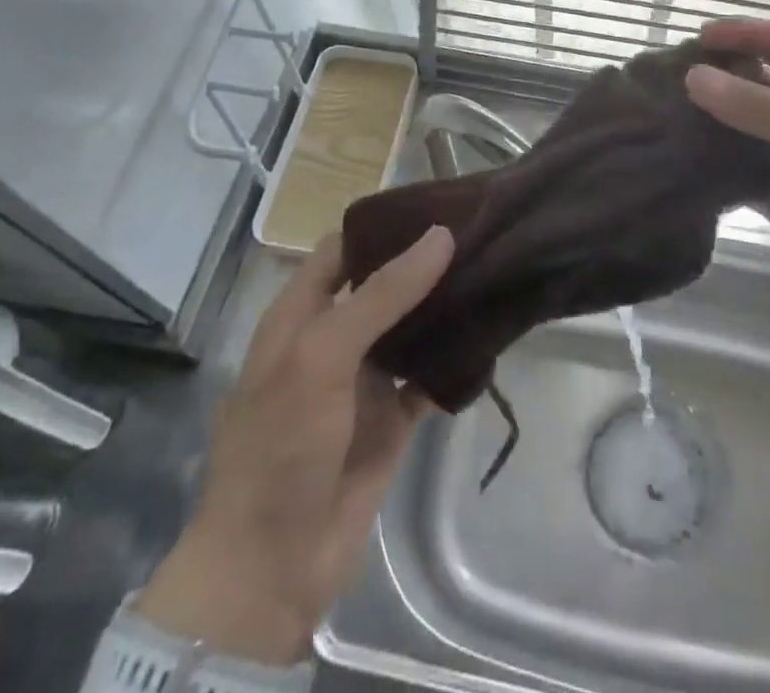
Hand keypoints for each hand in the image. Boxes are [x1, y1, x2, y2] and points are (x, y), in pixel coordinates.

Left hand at [135, 226, 453, 664]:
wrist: (272, 566)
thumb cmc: (282, 443)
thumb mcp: (322, 354)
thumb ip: (383, 294)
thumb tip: (441, 235)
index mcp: (302, 314)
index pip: (344, 249)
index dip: (384, 225)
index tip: (436, 202)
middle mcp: (335, 338)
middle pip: (385, 285)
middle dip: (425, 262)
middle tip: (482, 232)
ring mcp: (365, 379)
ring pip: (412, 328)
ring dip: (446, 306)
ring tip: (496, 268)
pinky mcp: (392, 419)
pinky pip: (430, 377)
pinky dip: (455, 359)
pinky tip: (492, 333)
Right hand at [687, 19, 769, 355]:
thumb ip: (767, 112)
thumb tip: (694, 77)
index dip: (746, 35)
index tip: (697, 38)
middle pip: (763, 87)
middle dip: (721, 80)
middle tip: (664, 80)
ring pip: (748, 133)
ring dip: (712, 124)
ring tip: (660, 117)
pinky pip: (744, 178)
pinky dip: (715, 170)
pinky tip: (679, 164)